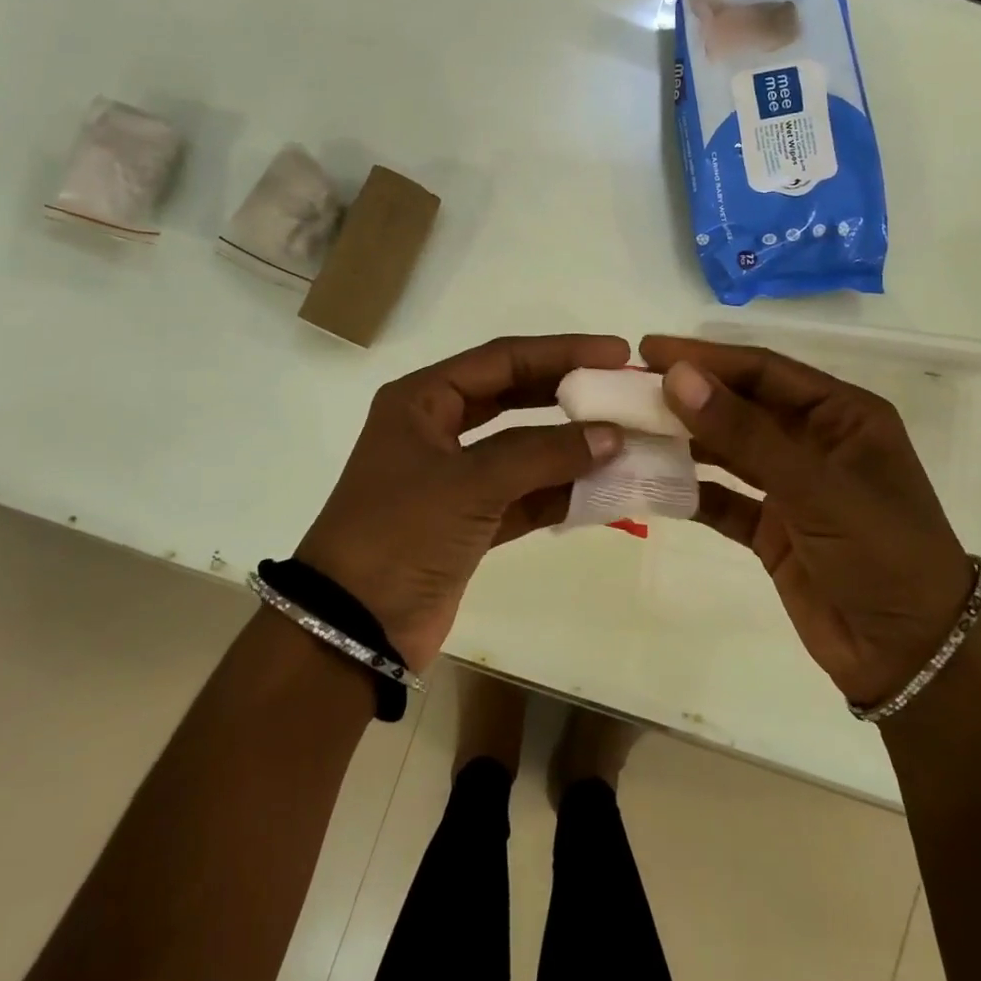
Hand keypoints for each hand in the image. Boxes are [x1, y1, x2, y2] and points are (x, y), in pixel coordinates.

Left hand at [295, 334, 628, 668]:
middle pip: (515, 396)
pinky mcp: (469, 521)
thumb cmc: (400, 533)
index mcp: (423, 400)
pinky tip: (604, 490)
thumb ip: (543, 455)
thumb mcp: (470, 483)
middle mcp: (437, 429)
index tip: (615, 352)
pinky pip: (524, 495)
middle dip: (568, 394)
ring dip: (570, 448)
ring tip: (627, 441)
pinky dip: (560, 493)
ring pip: (524, 449)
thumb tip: (611, 435)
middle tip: (623, 390)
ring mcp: (454, 477)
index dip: (561, 352)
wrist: (353, 628)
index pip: (502, 359)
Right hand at [641, 336, 976, 707]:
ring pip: (728, 450)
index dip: (706, 357)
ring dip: (683, 441)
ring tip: (628, 428)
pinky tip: (650, 482)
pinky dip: (690, 491)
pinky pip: (723, 499)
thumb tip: (677, 376)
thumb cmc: (881, 553)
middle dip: (688, 396)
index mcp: (843, 415)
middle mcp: (815, 442)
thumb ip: (744, 432)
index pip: (764, 370)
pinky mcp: (773, 528)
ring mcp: (792, 487)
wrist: (913, 658)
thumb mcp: (816, 486)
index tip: (648, 350)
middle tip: (627, 387)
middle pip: (741, 405)